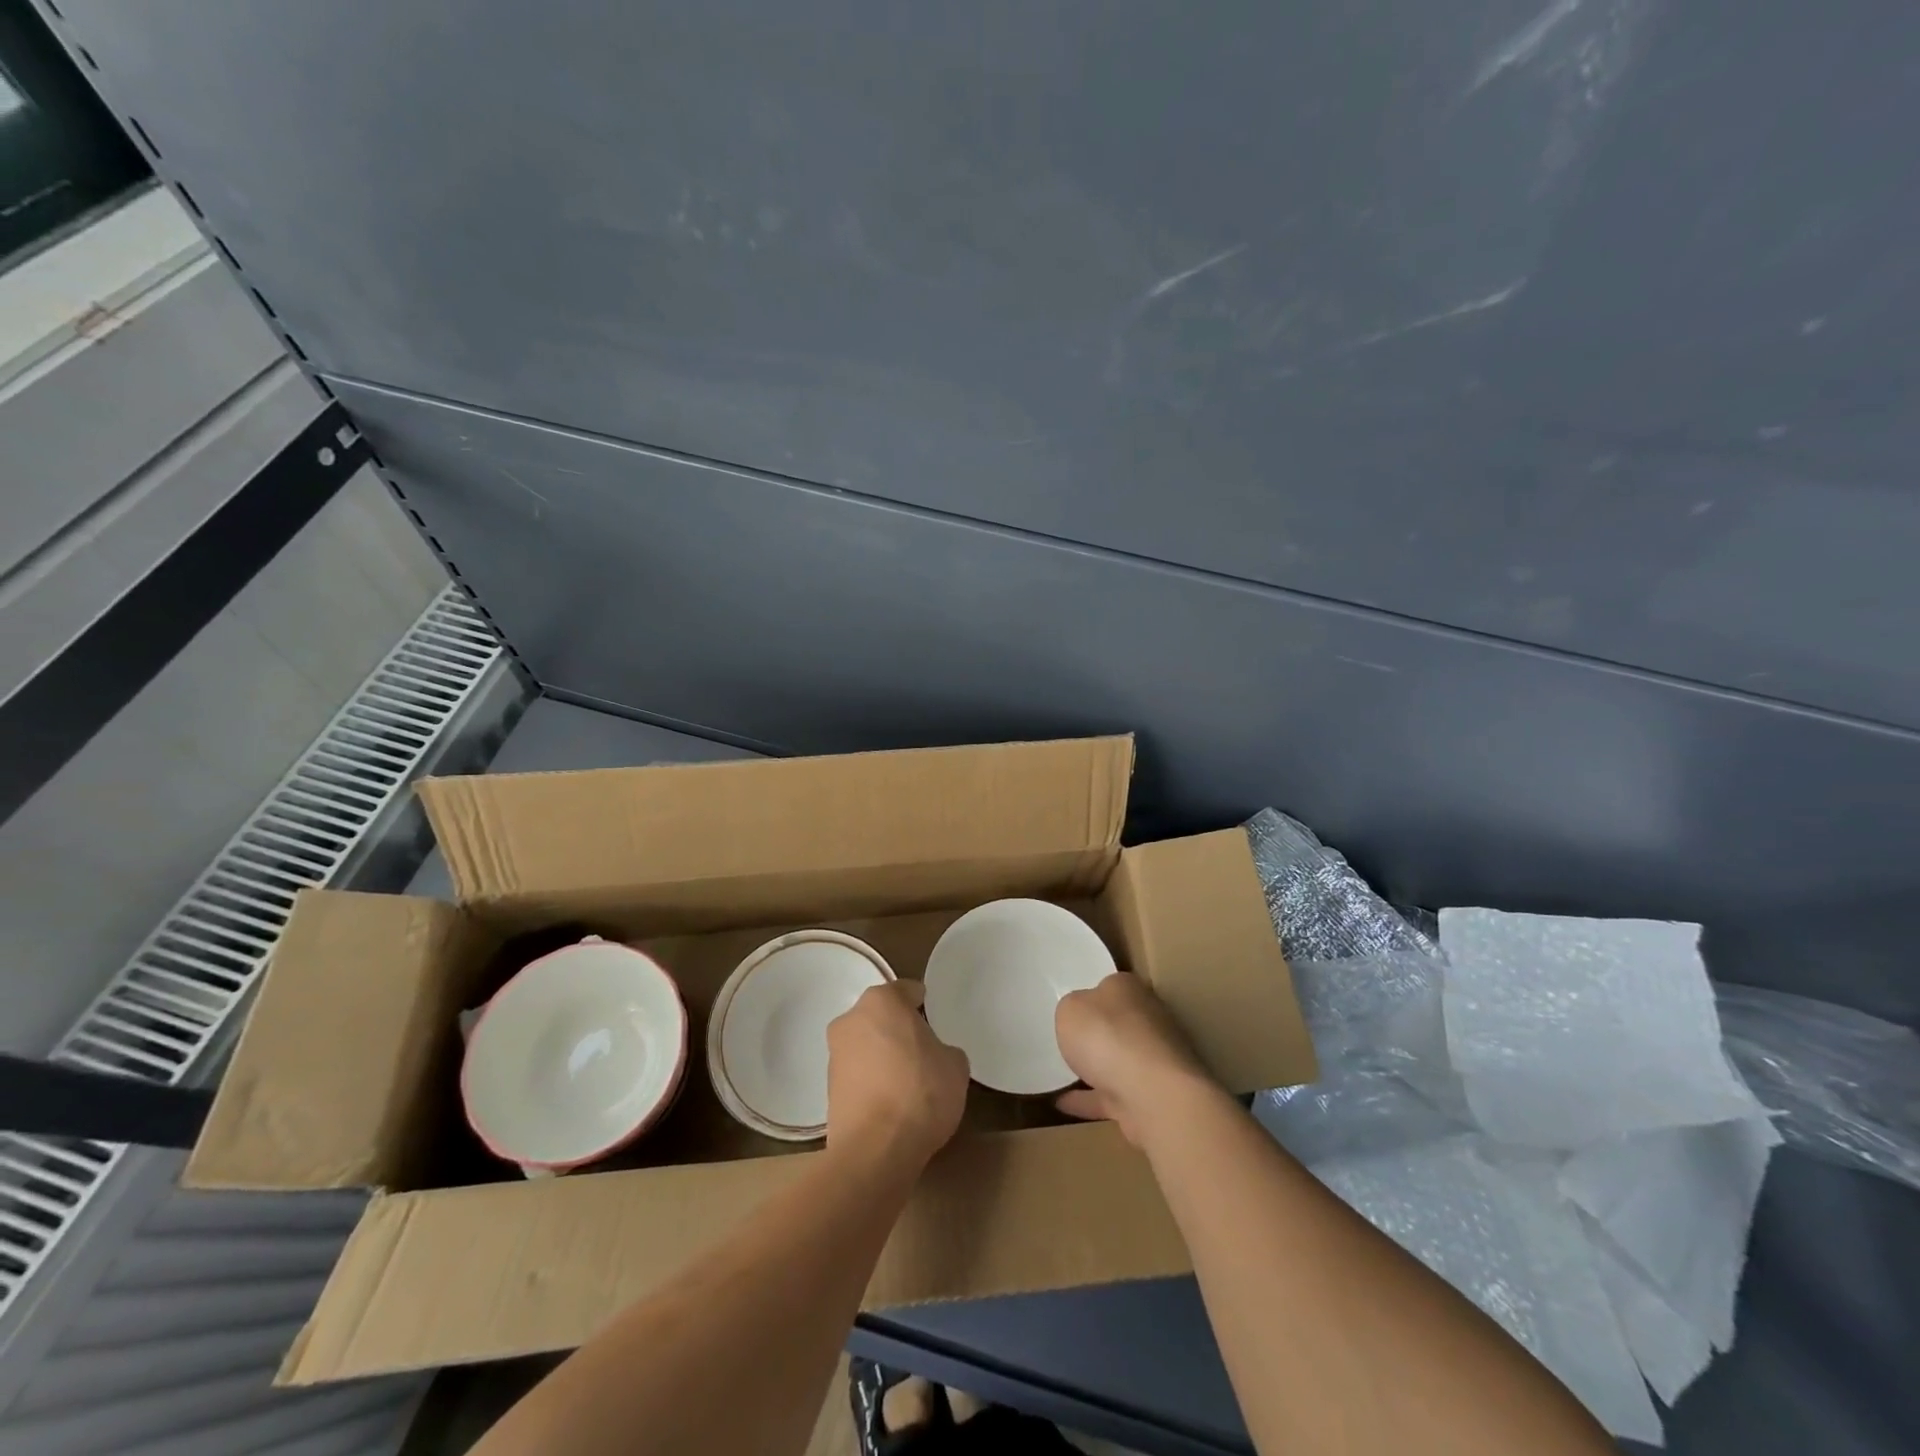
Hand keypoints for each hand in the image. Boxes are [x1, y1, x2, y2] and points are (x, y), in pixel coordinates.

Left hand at [826, 980, 968, 1172]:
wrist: (874, 1151)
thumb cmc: (920, 1093)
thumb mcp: (955, 1066)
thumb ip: (945, 1050)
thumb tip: (936, 1056)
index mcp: (882, 1000)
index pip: (906, 991)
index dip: (924, 1004)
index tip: (935, 1019)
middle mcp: (851, 1019)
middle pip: (881, 1016)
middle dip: (899, 1029)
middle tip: (924, 1051)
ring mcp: (834, 1054)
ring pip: (866, 1045)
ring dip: (882, 1056)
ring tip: (907, 1082)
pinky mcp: (827, 1090)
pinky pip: (858, 1075)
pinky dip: (871, 1082)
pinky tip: (891, 1104)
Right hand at [1055, 974, 1215, 1146]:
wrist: (1151, 1095)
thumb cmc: (1106, 1036)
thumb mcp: (1070, 1009)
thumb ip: (1072, 1008)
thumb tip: (1080, 1014)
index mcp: (1129, 990)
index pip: (1110, 986)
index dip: (1090, 994)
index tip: (1072, 1008)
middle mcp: (1147, 1019)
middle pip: (1118, 1023)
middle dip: (1098, 1031)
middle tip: (1066, 1039)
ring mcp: (1152, 1061)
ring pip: (1118, 1060)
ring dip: (1095, 1068)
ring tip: (1060, 1074)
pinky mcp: (1150, 1096)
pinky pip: (1111, 1095)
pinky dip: (1088, 1100)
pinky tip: (1061, 1104)